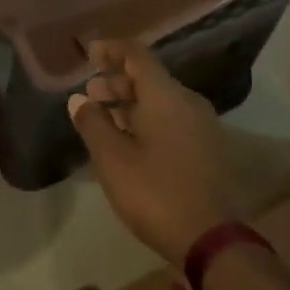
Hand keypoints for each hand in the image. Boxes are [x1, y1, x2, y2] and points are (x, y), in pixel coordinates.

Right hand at [68, 38, 235, 261]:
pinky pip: (173, 119)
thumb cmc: (155, 192)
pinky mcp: (207, 148)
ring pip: (161, 100)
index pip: (137, 54)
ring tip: (105, 119)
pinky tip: (130, 141)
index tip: (90, 54)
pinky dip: (148, 119)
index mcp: (166, 95)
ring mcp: (202, 125)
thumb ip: (93, 123)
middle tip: (91, 95)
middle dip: (117, 81)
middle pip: (149, 77)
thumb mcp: (112, 159)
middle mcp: (188, 101)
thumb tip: (79, 100)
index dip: (111, 50)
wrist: (211, 239)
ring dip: (131, 103)